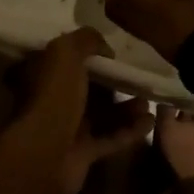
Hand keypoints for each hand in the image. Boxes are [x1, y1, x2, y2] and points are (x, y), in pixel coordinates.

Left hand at [0, 28, 153, 193]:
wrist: (46, 153)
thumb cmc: (55, 96)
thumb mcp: (66, 52)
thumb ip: (87, 40)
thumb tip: (106, 48)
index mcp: (44, 73)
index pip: (67, 59)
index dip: (90, 53)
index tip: (114, 52)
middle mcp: (53, 99)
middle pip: (88, 87)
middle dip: (113, 82)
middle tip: (136, 77)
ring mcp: (68, 128)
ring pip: (102, 113)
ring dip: (126, 107)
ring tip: (147, 101)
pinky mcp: (83, 152)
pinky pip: (110, 137)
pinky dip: (129, 130)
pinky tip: (149, 122)